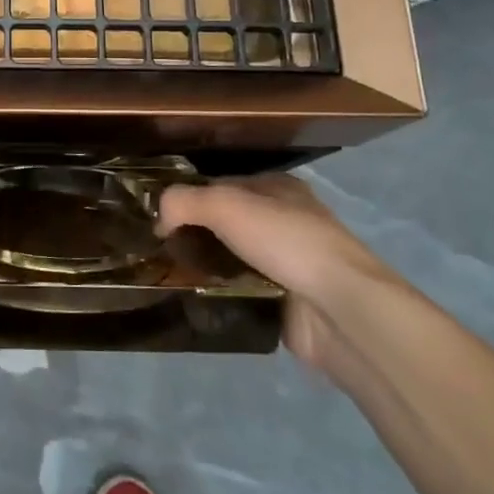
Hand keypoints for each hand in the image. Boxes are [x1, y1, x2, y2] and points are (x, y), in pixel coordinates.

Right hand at [158, 173, 407, 377]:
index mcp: (276, 188)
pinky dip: (217, 293)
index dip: (186, 197)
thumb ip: (183, 201)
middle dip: (191, 234)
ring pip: (228, 258)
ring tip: (163, 275)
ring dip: (201, 265)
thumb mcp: (225, 205)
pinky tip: (190, 297)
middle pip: (222, 223)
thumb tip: (157, 218)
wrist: (339, 308)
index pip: (219, 185)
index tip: (154, 217)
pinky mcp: (282, 299)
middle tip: (154, 249)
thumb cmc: (285, 242)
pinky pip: (238, 291)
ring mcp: (285, 263)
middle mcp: (282, 221)